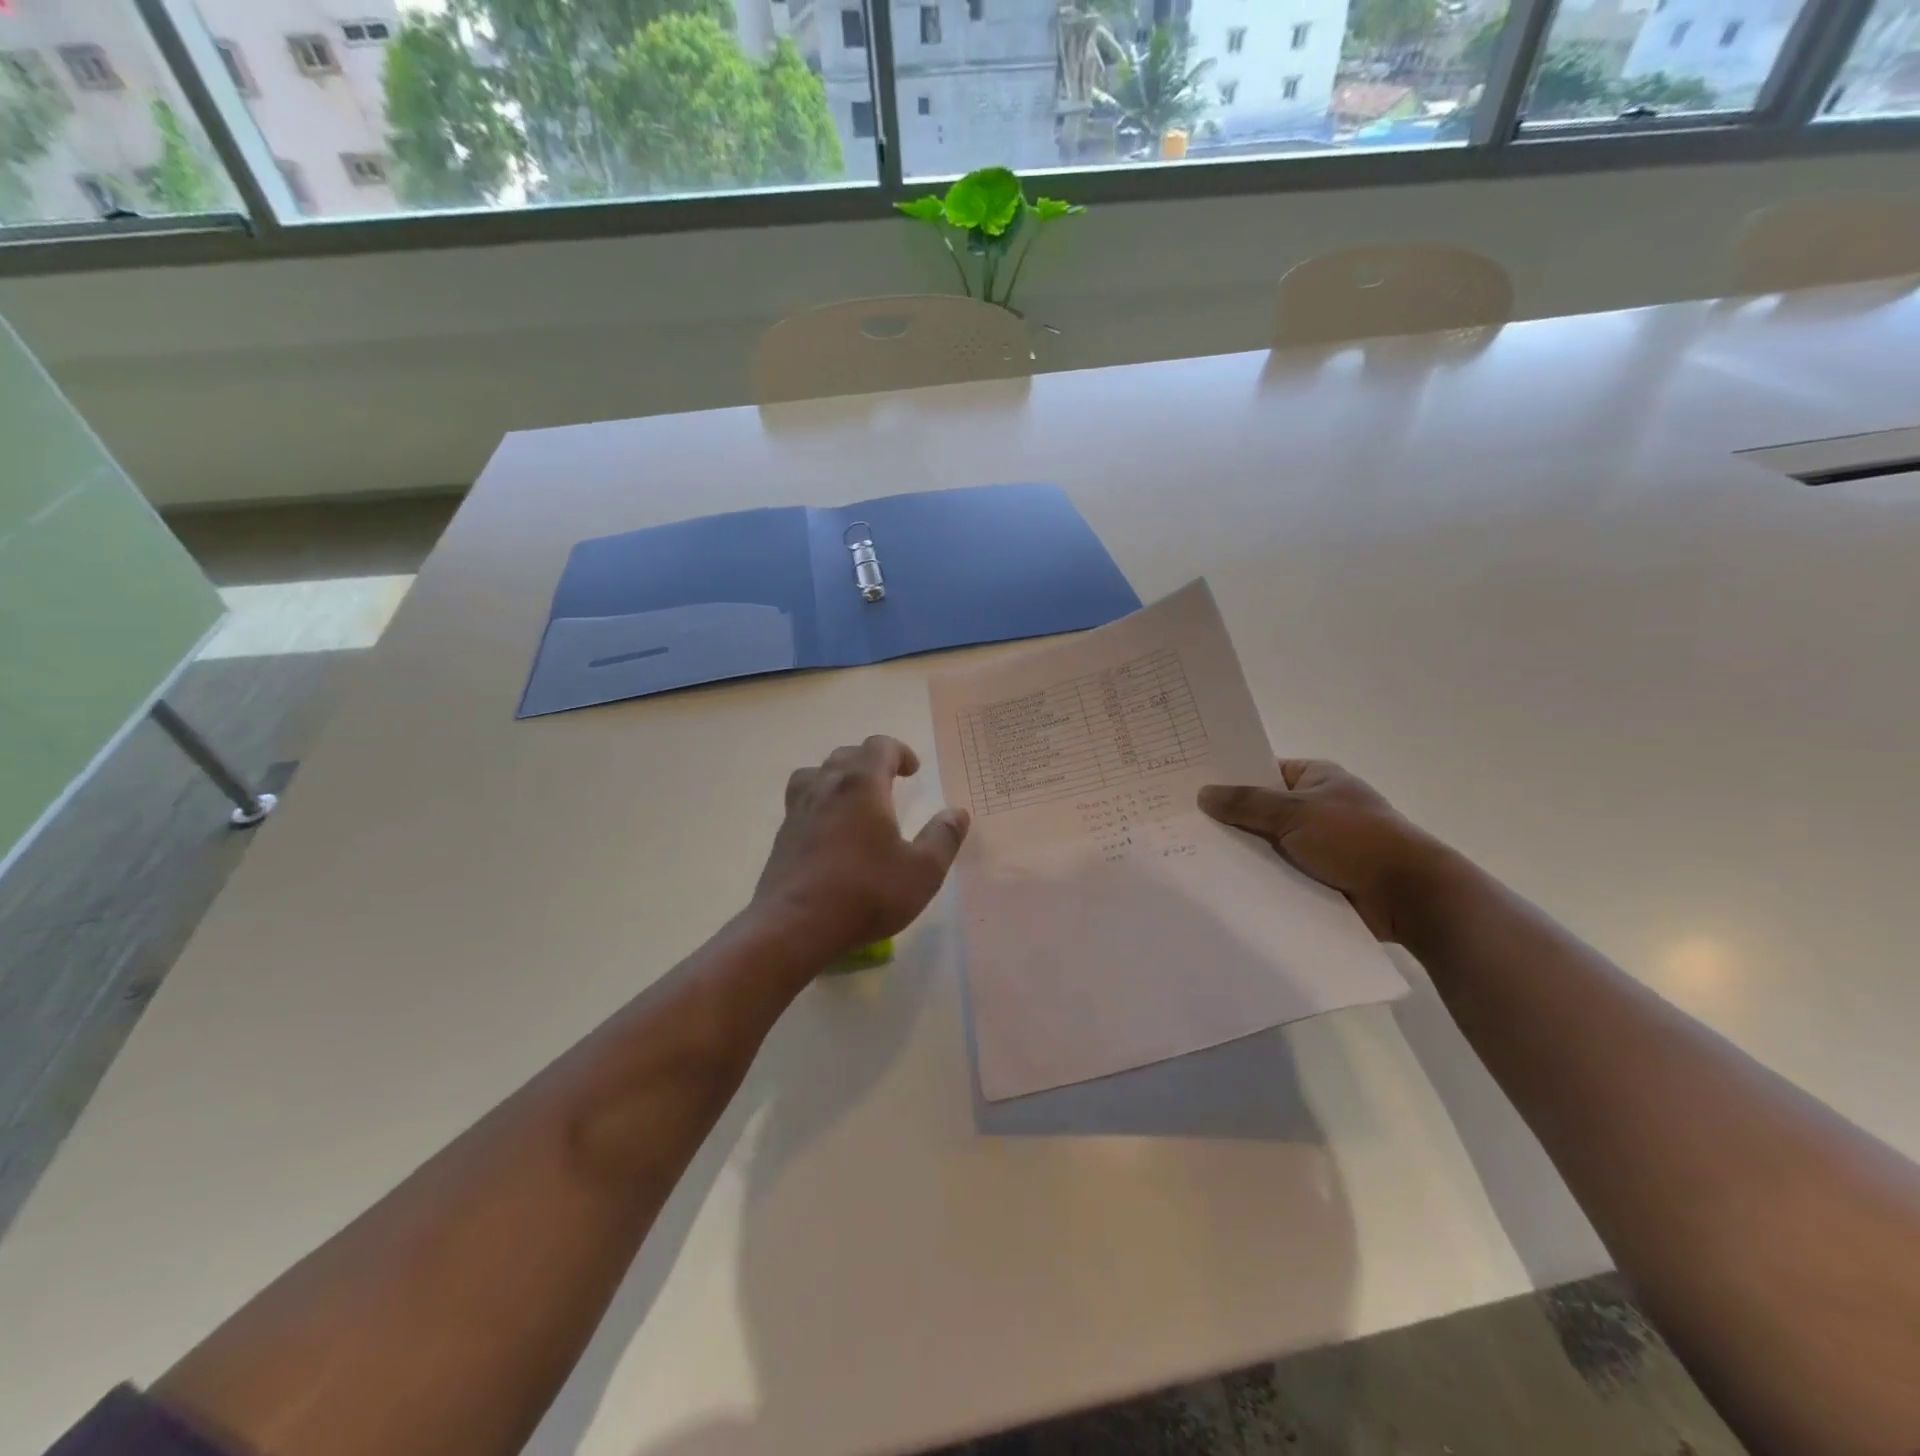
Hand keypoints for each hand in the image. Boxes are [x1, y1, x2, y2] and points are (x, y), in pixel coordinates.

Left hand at [752, 735, 970, 961]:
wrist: (794, 927)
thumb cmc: (865, 893)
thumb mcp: (922, 871)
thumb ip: (943, 838)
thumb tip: (957, 813)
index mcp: (861, 785)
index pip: (879, 746)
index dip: (900, 752)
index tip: (913, 771)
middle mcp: (826, 787)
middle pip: (846, 755)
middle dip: (871, 762)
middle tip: (889, 782)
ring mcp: (798, 810)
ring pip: (816, 774)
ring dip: (838, 777)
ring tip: (854, 798)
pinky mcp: (782, 836)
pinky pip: (801, 802)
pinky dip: (820, 802)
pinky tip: (831, 830)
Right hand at [1198, 760, 1448, 941]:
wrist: (1408, 896)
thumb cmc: (1356, 839)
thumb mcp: (1296, 812)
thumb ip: (1247, 803)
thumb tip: (1204, 793)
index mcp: (1315, 778)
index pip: (1261, 769)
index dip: (1228, 775)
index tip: (1187, 782)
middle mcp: (1313, 807)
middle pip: (1259, 808)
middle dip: (1226, 816)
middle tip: (1176, 819)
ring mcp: (1314, 843)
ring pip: (1264, 842)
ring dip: (1238, 849)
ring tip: (1185, 850)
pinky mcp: (1314, 877)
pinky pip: (1274, 871)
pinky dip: (1253, 875)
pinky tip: (1214, 879)